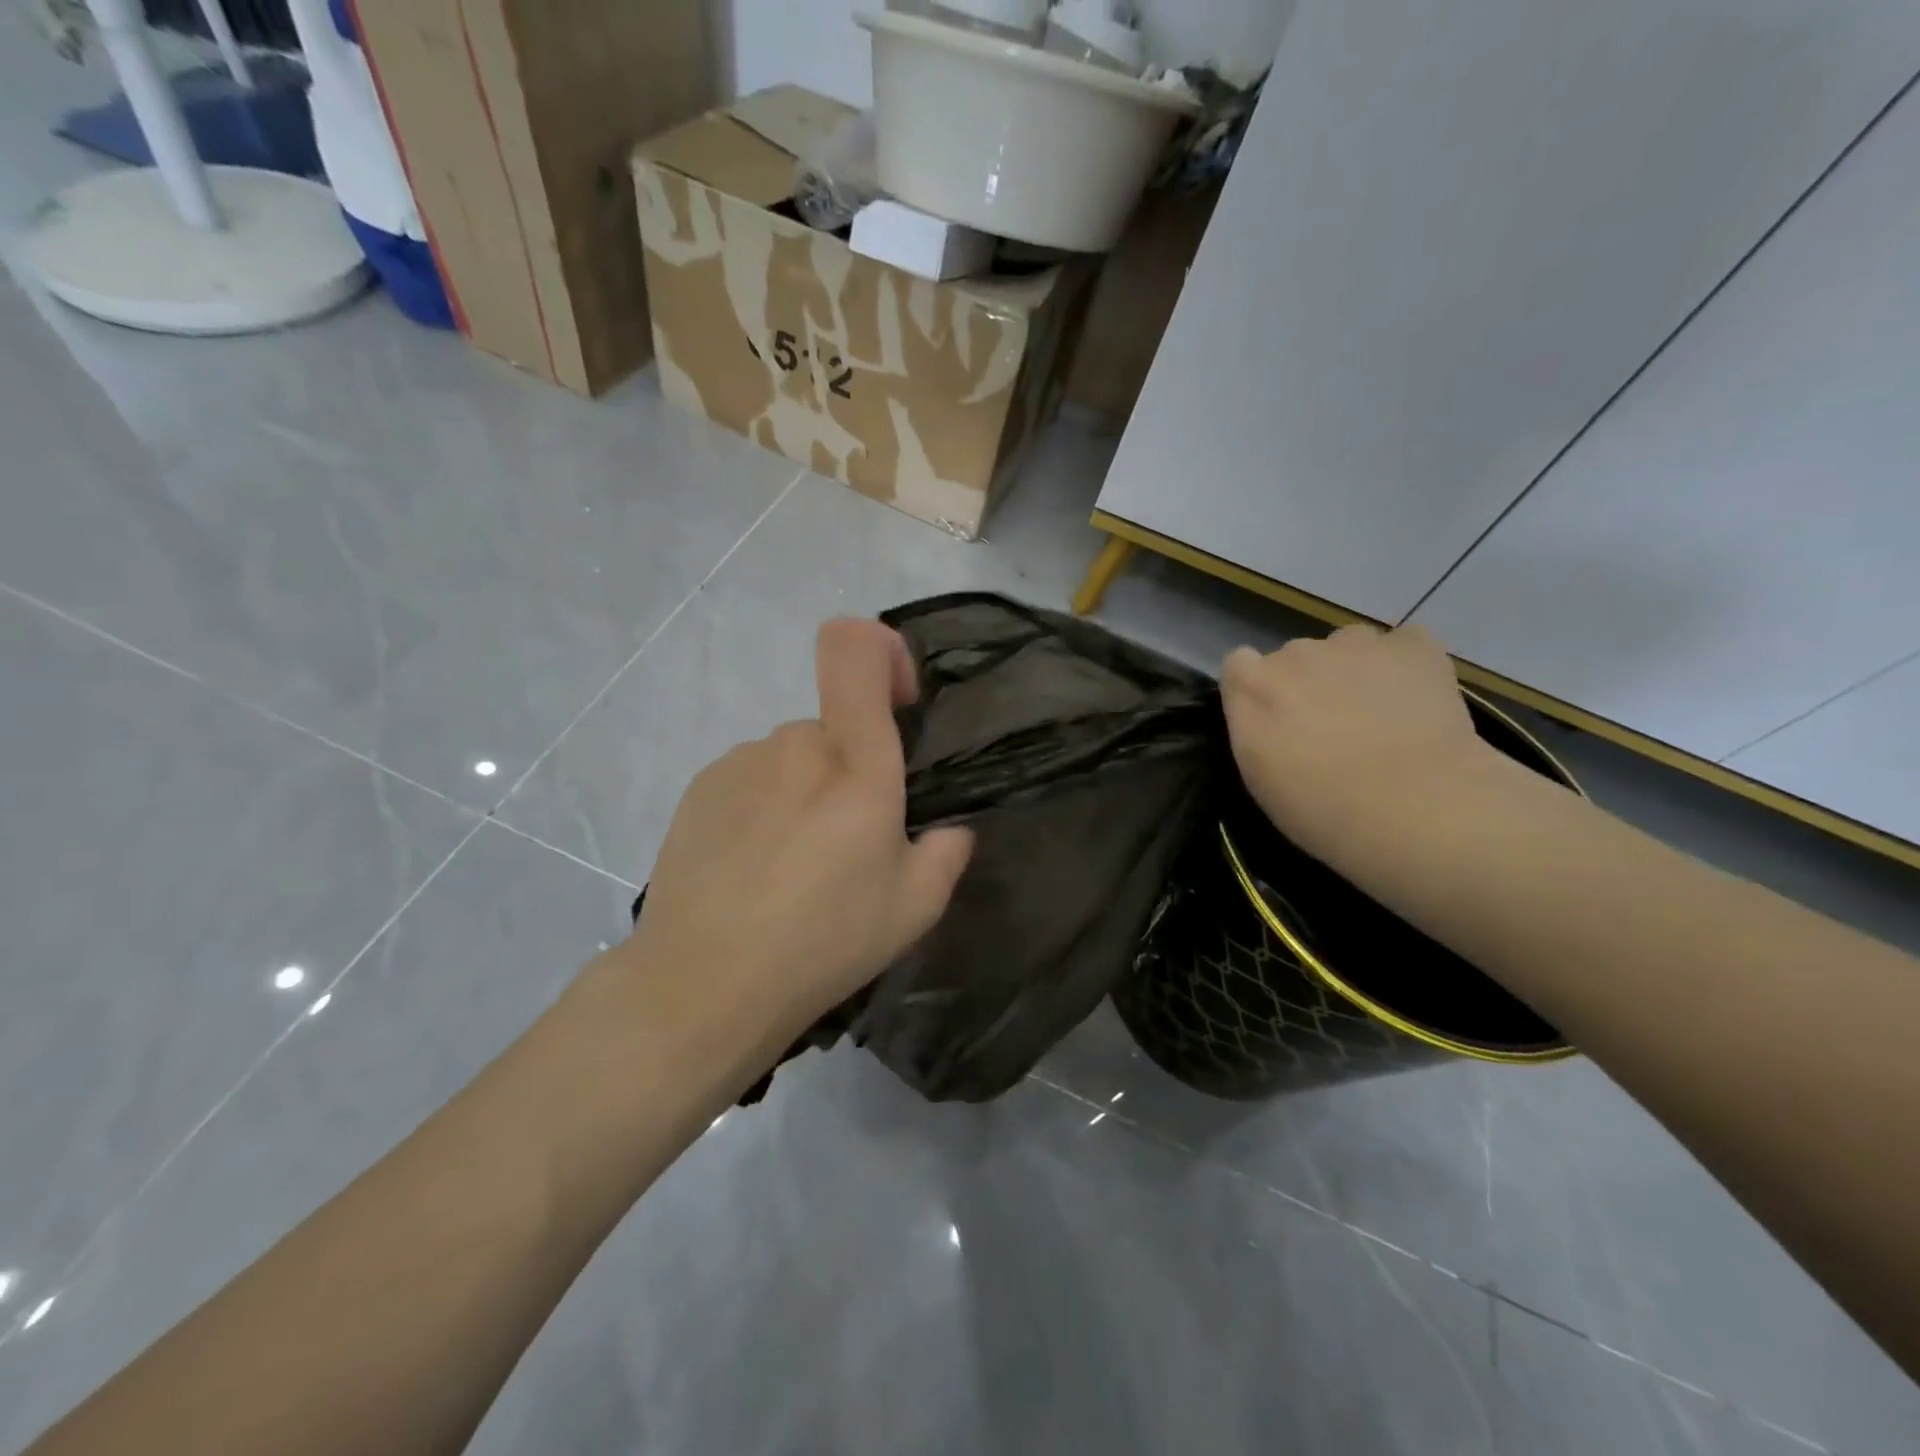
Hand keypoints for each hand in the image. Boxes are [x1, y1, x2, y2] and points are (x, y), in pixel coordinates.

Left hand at [618, 619, 973, 1065]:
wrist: (703, 984)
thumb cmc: (824, 942)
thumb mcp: (915, 908)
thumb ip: (947, 851)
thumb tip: (948, 829)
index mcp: (856, 764)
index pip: (855, 649)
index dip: (882, 651)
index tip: (897, 702)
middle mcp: (795, 745)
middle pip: (834, 727)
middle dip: (849, 769)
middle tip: (847, 845)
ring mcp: (740, 763)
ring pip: (792, 758)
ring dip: (804, 792)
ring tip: (794, 866)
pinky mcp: (699, 788)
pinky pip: (751, 778)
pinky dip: (764, 807)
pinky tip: (753, 868)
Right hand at [1221, 625, 1496, 869]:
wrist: (1413, 808)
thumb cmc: (1321, 809)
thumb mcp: (1258, 778)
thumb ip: (1254, 730)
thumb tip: (1269, 716)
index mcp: (1252, 687)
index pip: (1240, 665)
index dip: (1259, 690)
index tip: (1275, 721)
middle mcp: (1296, 653)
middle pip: (1295, 657)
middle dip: (1308, 684)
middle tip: (1334, 729)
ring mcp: (1355, 644)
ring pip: (1348, 647)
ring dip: (1355, 672)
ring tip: (1382, 716)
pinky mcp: (1413, 645)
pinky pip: (1404, 645)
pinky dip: (1408, 667)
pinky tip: (1419, 701)